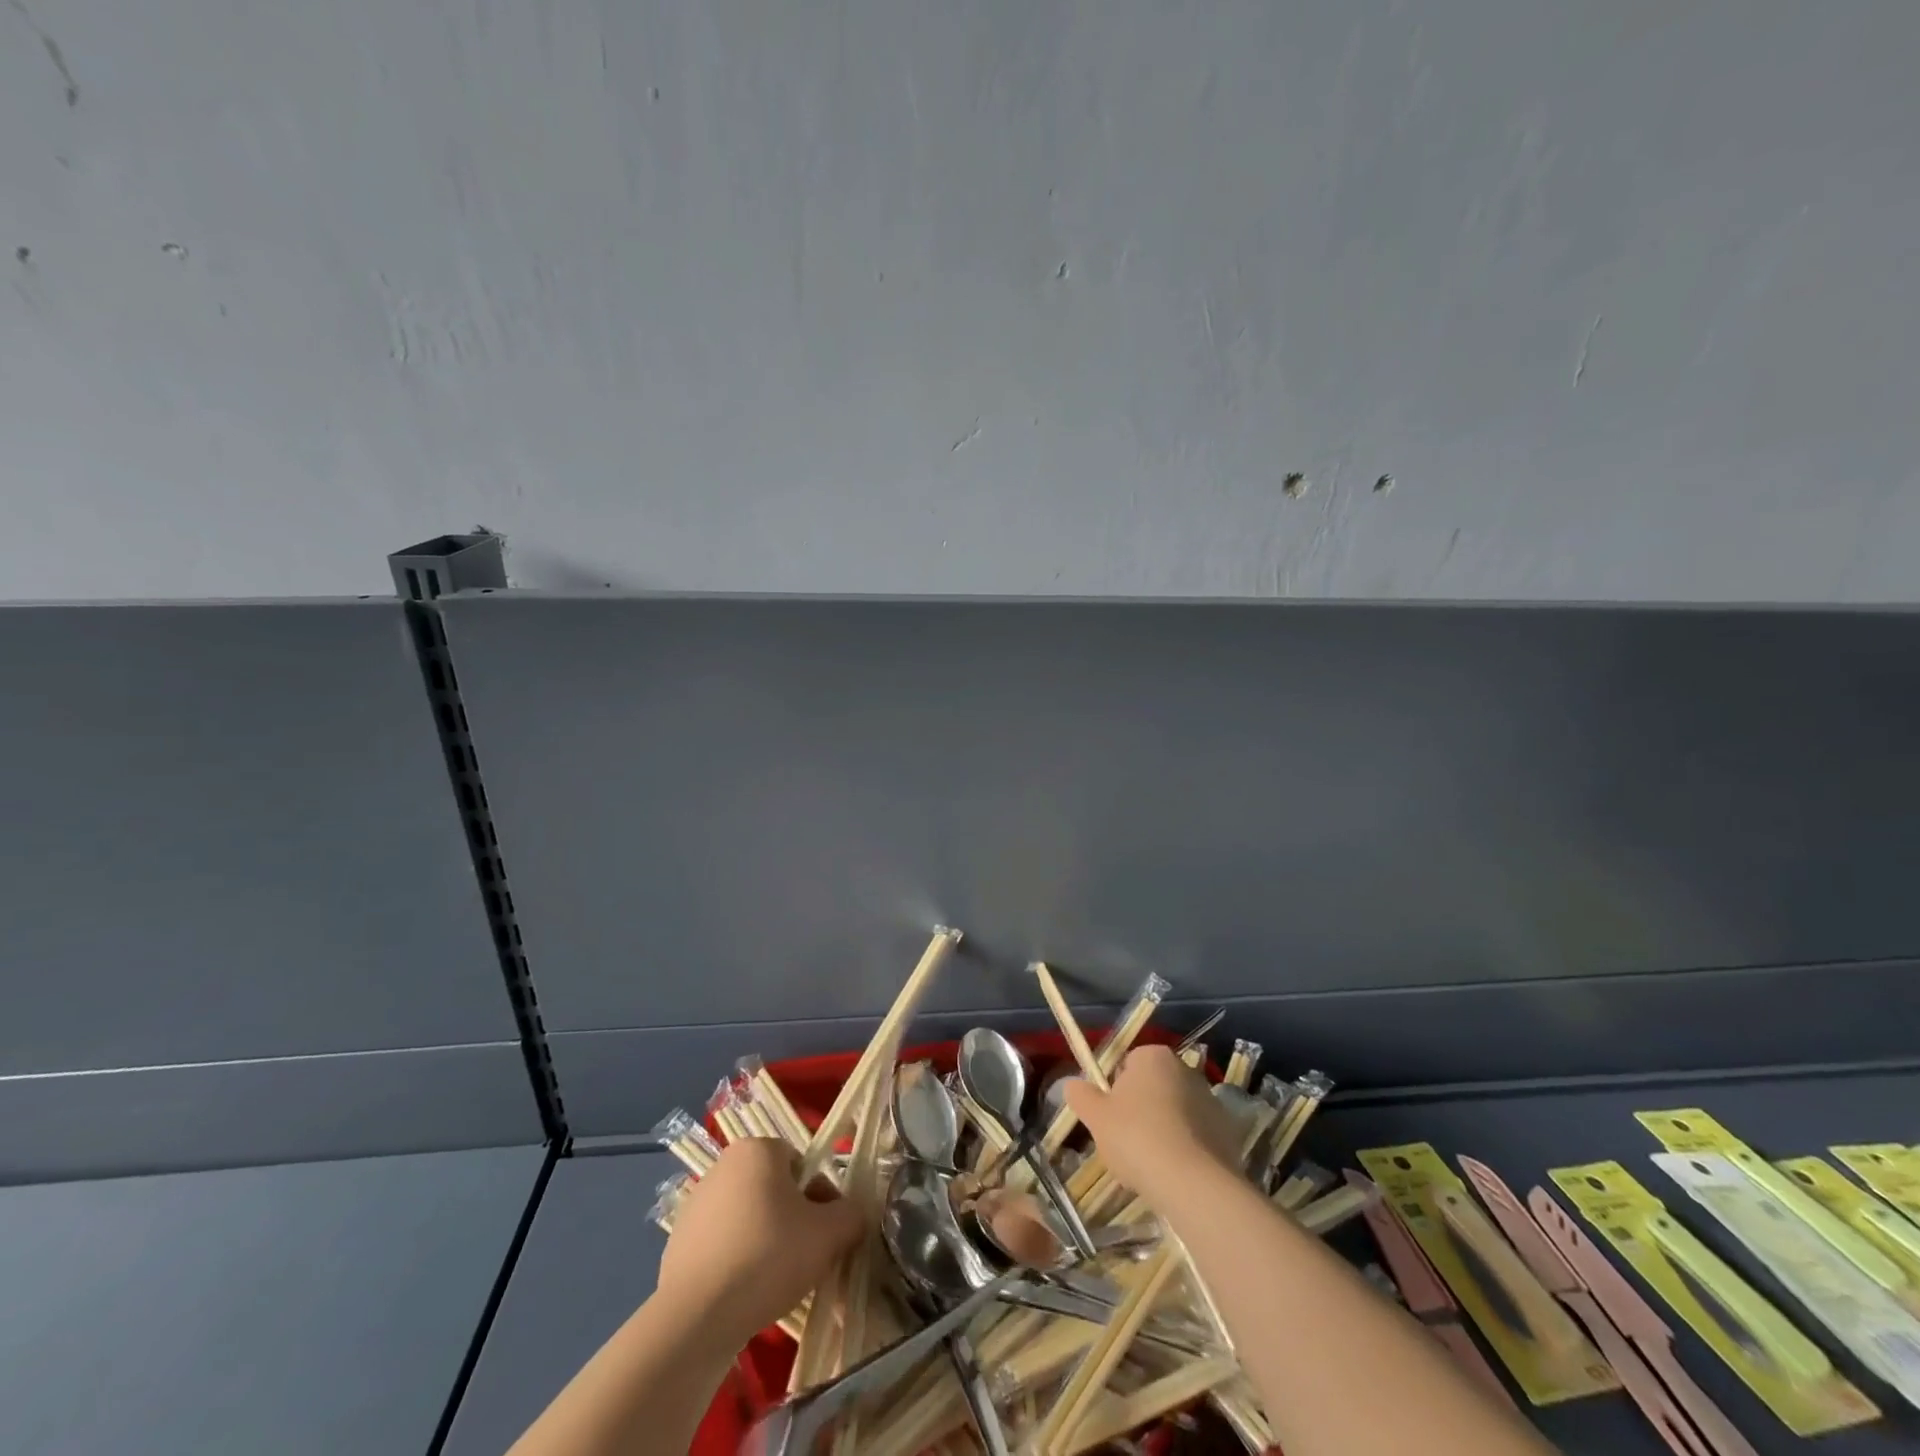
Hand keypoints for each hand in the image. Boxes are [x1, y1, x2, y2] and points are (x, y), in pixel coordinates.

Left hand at [657, 1139, 863, 1344]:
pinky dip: (738, 1262)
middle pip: (775, 1189)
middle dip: (794, 1220)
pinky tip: (745, 1294)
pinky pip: (723, 1245)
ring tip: (777, 1284)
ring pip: (750, 1218)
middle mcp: (724, 1165)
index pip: (802, 1163)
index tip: (824, 1233)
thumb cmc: (768, 1257)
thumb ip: (851, 1215)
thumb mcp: (829, 1234)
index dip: (820, 1197)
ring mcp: (696, 1203)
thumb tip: (852, 1216)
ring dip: (767, 1242)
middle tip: (806, 1259)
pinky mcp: (679, 1242)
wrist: (696, 1318)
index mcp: (758, 1148)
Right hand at [1064, 1045, 1241, 1209]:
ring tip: (1150, 1164)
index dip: (1114, 1091)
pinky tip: (1173, 1175)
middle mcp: (1185, 1069)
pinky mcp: (1228, 1132)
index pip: (1127, 1064)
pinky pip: (1196, 1136)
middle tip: (1126, 1141)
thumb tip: (1071, 1084)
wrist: (1193, 1183)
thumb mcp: (1096, 1117)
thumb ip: (1081, 1096)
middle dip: (1140, 1109)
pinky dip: (1185, 1149)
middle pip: (1153, 1087)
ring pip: (1176, 1112)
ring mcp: (1211, 1100)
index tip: (1109, 1118)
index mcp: (1153, 1056)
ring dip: (1163, 1129)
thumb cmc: (1137, 1138)